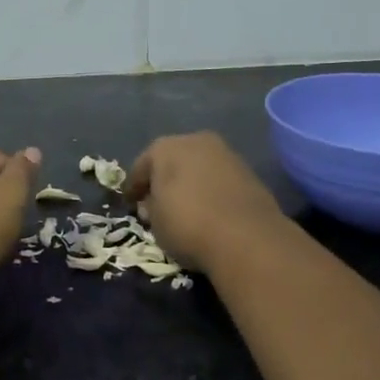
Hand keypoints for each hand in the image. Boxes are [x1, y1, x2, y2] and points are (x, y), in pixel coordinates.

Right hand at [127, 132, 286, 272]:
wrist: (247, 237)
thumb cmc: (187, 224)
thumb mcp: (155, 222)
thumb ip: (151, 208)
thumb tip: (153, 204)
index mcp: (165, 147)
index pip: (141, 167)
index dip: (134, 188)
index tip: (131, 204)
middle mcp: (195, 141)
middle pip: (172, 161)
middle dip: (164, 180)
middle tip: (158, 203)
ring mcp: (226, 154)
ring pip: (199, 167)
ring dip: (191, 183)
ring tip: (187, 208)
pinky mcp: (249, 172)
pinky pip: (220, 180)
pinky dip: (212, 191)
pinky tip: (211, 210)